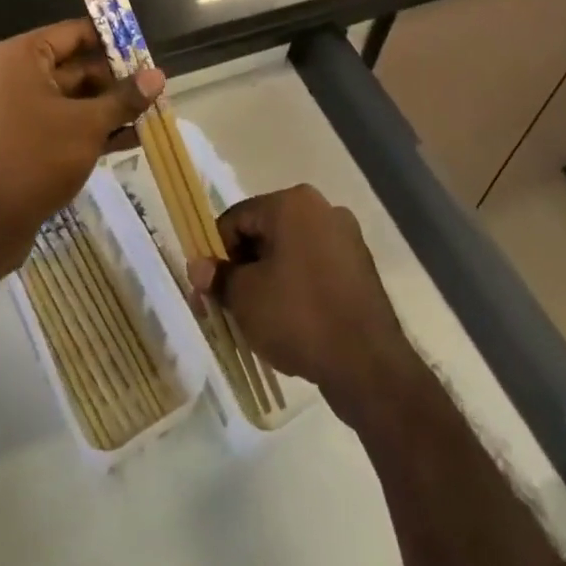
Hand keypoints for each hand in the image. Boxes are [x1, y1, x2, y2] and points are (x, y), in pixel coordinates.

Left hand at [0, 18, 162, 287]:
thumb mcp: (88, 125)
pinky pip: (55, 122)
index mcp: (18, 56)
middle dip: (115, 82)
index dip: (113, 42)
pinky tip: (127, 141)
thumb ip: (124, 98)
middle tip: (154, 91)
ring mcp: (8, 109)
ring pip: (68, 99)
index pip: (74, 33)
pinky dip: (86, 128)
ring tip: (149, 117)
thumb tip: (158, 75)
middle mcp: (8, 75)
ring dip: (106, 108)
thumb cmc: (34, 158)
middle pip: (73, 67)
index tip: (146, 53)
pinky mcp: (12, 140)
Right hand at [188, 185, 421, 419]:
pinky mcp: (359, 268)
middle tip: (227, 308)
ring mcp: (346, 237)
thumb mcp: (245, 297)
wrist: (367, 362)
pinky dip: (296, 289)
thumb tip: (198, 266)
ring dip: (268, 279)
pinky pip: (314, 270)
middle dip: (242, 268)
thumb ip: (218, 276)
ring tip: (257, 320)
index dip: (215, 253)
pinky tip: (289, 323)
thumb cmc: (298, 316)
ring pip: (290, 253)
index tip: (208, 291)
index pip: (237, 218)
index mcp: (293, 202)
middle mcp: (322, 208)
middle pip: (265, 233)